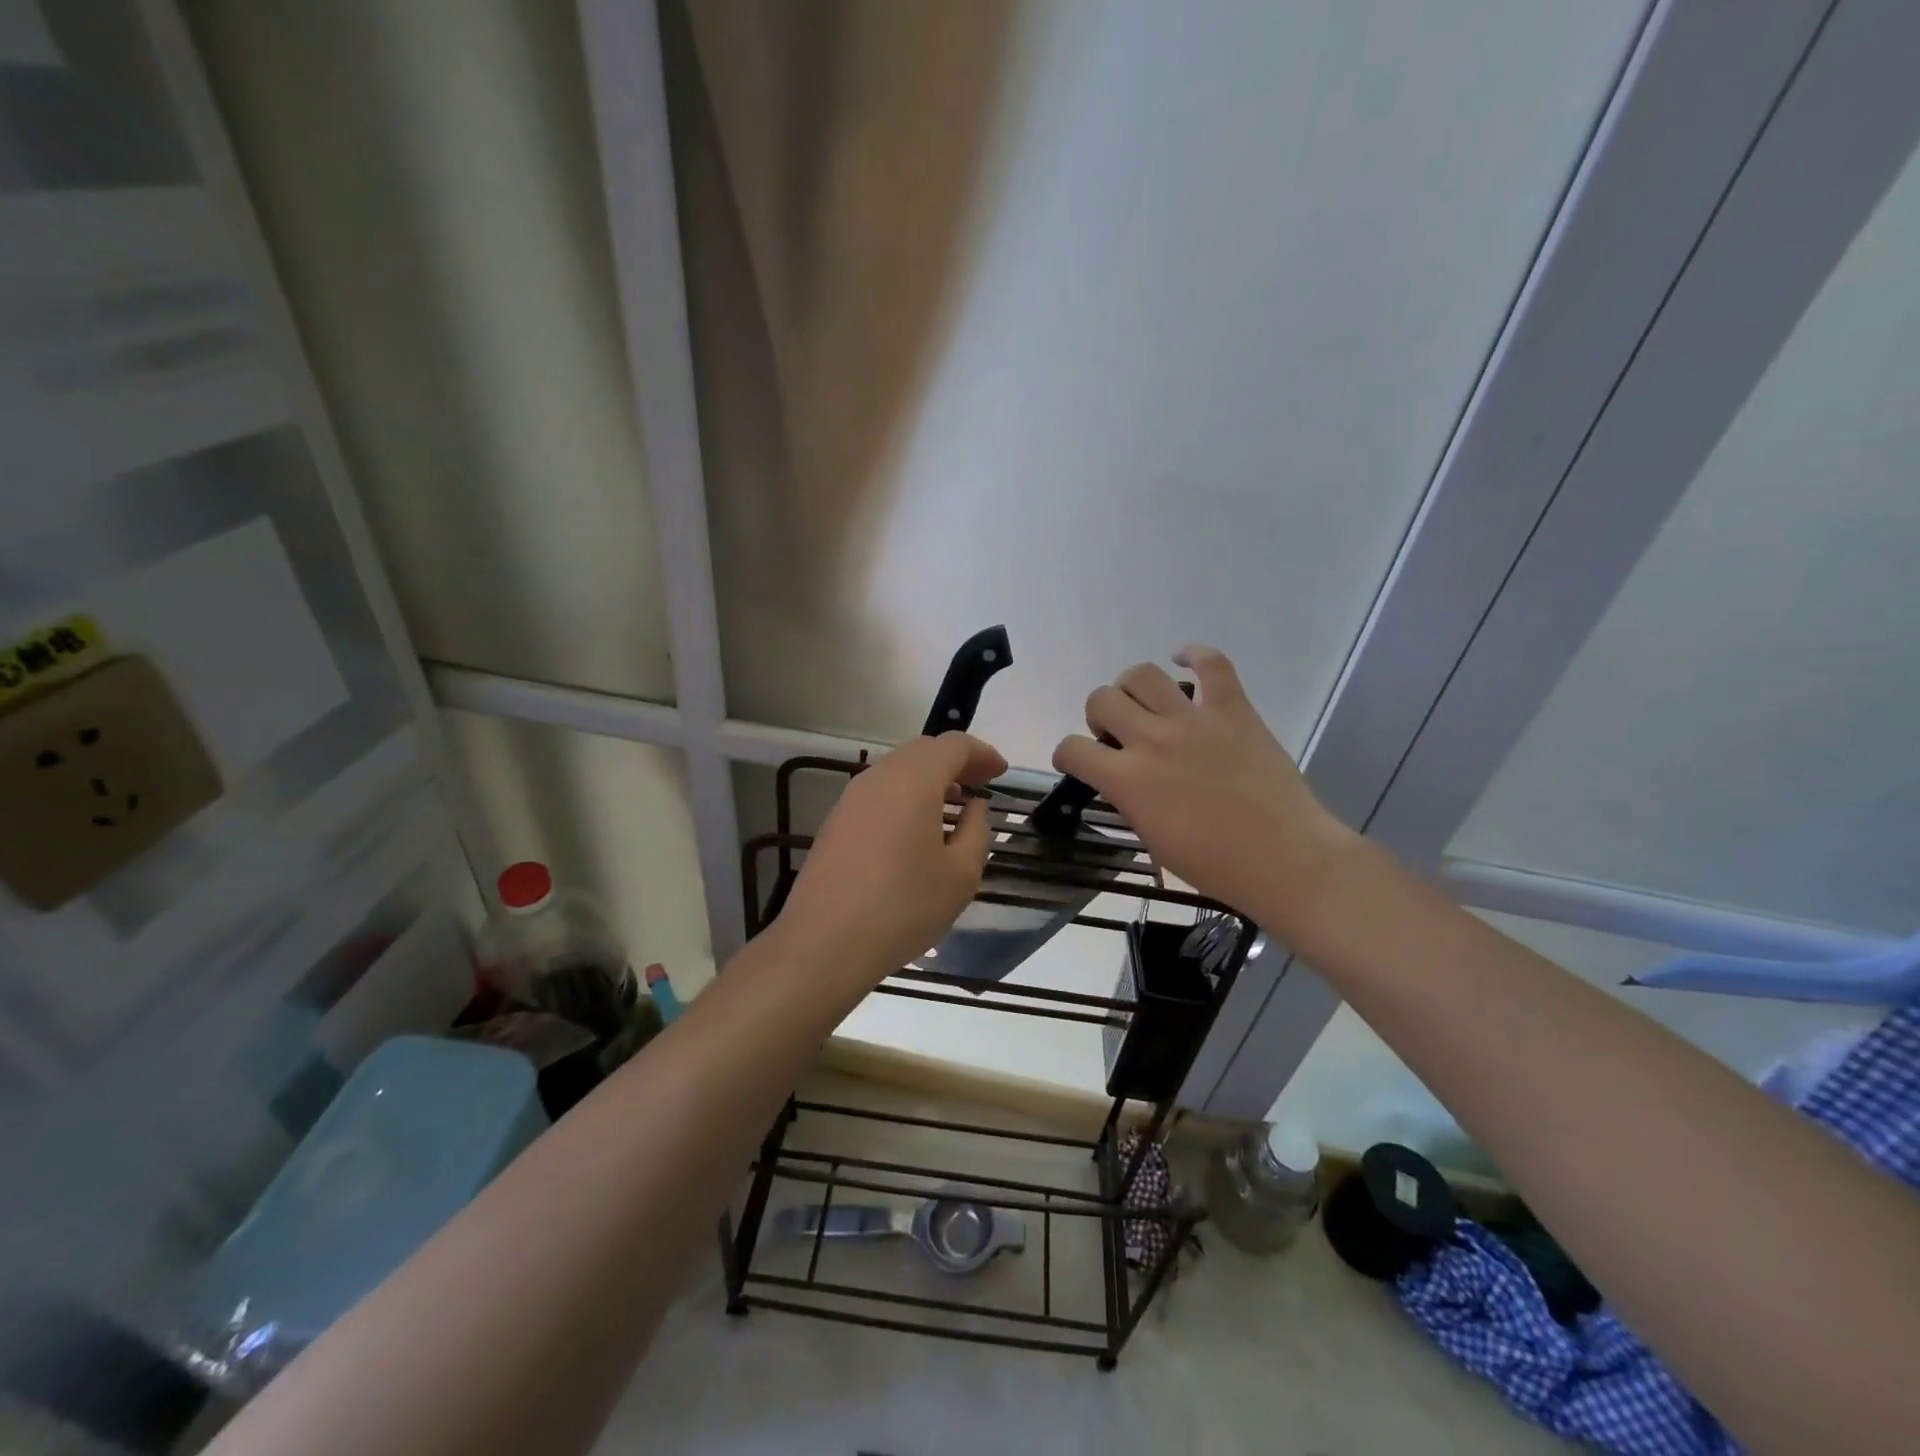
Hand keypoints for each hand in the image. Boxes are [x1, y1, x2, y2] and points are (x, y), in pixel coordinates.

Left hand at [776, 732, 1007, 984]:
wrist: (824, 942)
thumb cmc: (903, 906)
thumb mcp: (960, 875)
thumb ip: (976, 832)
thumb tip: (973, 809)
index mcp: (913, 779)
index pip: (953, 746)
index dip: (982, 754)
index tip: (1001, 773)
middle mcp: (879, 777)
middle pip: (923, 751)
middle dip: (956, 762)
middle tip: (981, 785)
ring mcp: (851, 798)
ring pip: (897, 771)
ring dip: (929, 779)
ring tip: (953, 804)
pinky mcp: (836, 822)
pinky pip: (879, 793)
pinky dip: (906, 797)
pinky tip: (917, 828)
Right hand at [1052, 646, 1355, 927]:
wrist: (1284, 858)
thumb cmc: (1214, 864)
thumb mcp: (1152, 840)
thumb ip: (1130, 800)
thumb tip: (1125, 781)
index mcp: (1127, 780)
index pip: (1073, 749)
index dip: (1068, 754)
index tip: (1077, 761)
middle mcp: (1152, 740)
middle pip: (1101, 699)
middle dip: (1099, 715)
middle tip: (1118, 734)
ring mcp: (1193, 720)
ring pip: (1142, 674)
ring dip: (1132, 687)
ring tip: (1144, 703)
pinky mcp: (1233, 710)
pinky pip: (1212, 664)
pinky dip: (1195, 655)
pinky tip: (1185, 661)